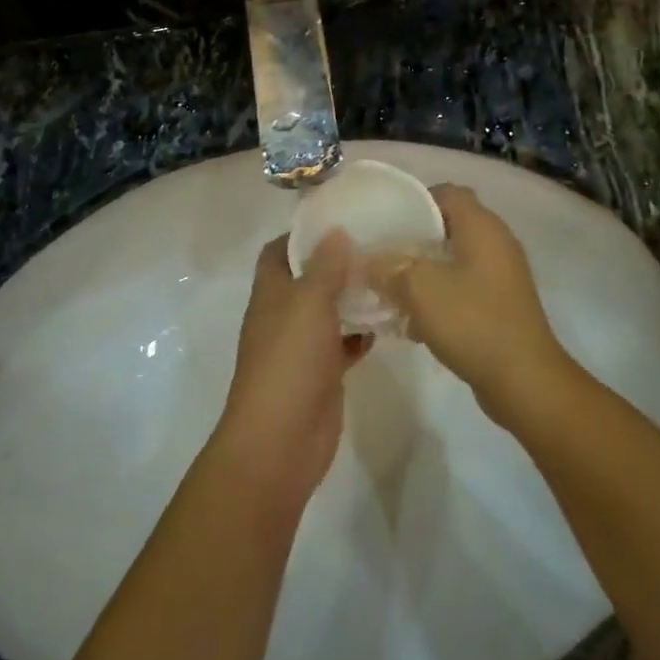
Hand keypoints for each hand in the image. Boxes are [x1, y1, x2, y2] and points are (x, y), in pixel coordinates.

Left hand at [216, 234, 372, 508]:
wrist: (280, 442)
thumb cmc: (289, 362)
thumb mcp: (308, 303)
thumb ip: (324, 266)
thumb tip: (335, 230)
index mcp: (271, 293)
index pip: (280, 250)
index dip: (303, 232)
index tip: (339, 216)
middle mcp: (283, 315)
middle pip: (308, 278)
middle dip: (337, 261)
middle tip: (377, 243)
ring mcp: (302, 346)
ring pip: (328, 311)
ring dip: (352, 296)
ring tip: (389, 275)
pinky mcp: (322, 373)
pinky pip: (343, 343)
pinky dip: (360, 333)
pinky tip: (388, 321)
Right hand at [365, 185, 572, 423]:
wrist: (525, 380)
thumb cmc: (472, 321)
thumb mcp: (419, 289)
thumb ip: (389, 268)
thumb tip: (369, 261)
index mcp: (482, 226)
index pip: (447, 192)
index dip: (415, 201)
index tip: (385, 221)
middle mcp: (496, 242)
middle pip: (449, 226)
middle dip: (413, 240)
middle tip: (381, 256)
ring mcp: (502, 275)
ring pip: (454, 260)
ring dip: (424, 272)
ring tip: (392, 291)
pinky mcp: (502, 304)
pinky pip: (464, 288)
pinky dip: (441, 297)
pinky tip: (415, 323)